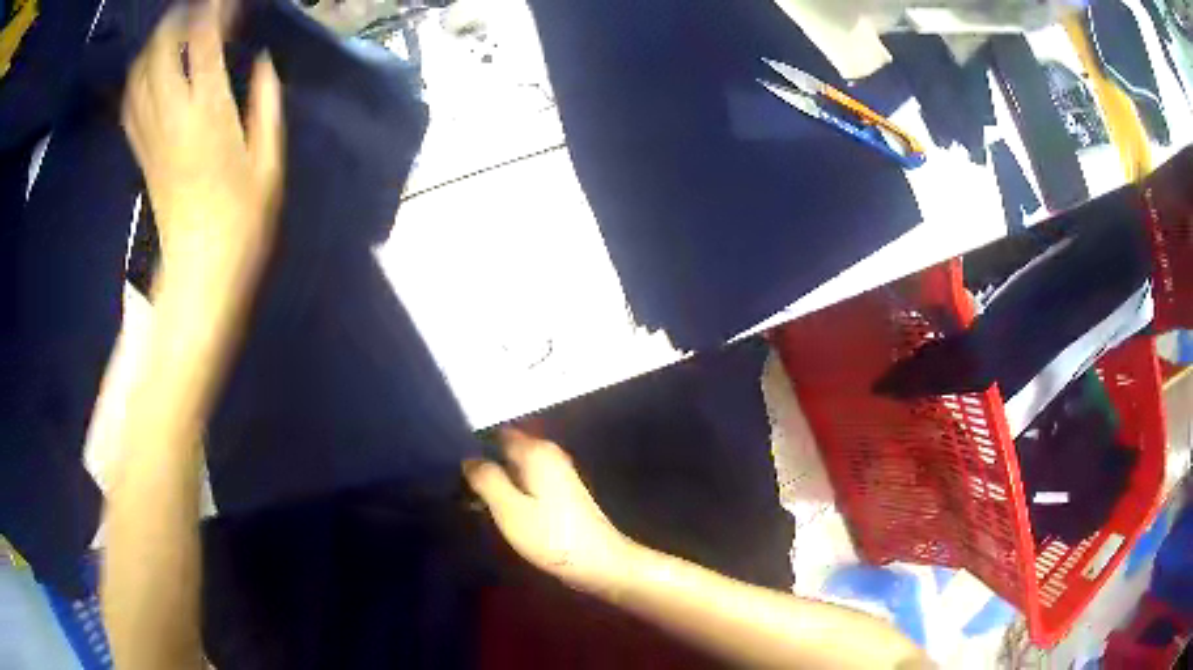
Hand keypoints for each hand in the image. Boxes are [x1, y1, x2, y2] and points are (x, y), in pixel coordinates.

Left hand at [122, 0, 282, 276]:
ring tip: (172, 31)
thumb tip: (262, 64)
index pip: (204, 43)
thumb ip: (266, 106)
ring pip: (140, 75)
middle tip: (196, 8)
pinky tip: (147, 70)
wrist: (199, 271)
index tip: (227, 1)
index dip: (215, 12)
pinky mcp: (141, 153)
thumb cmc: (241, 222)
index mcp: (208, 113)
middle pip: (162, 51)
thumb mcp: (268, 162)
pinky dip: (137, 79)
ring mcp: (151, 136)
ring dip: (153, 45)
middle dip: (177, 20)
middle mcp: (172, 116)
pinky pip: (131, 105)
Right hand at [464, 430, 635, 595]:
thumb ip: (486, 479)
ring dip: (495, 481)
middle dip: (483, 466)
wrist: (599, 562)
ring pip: (515, 468)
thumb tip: (468, 459)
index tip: (452, 468)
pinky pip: (526, 483)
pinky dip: (510, 492)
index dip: (474, 447)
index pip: (497, 434)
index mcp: (536, 451)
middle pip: (506, 451)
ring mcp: (557, 474)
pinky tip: (496, 511)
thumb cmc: (551, 536)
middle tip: (457, 489)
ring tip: (470, 502)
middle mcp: (548, 454)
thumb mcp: (509, 508)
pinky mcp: (561, 494)